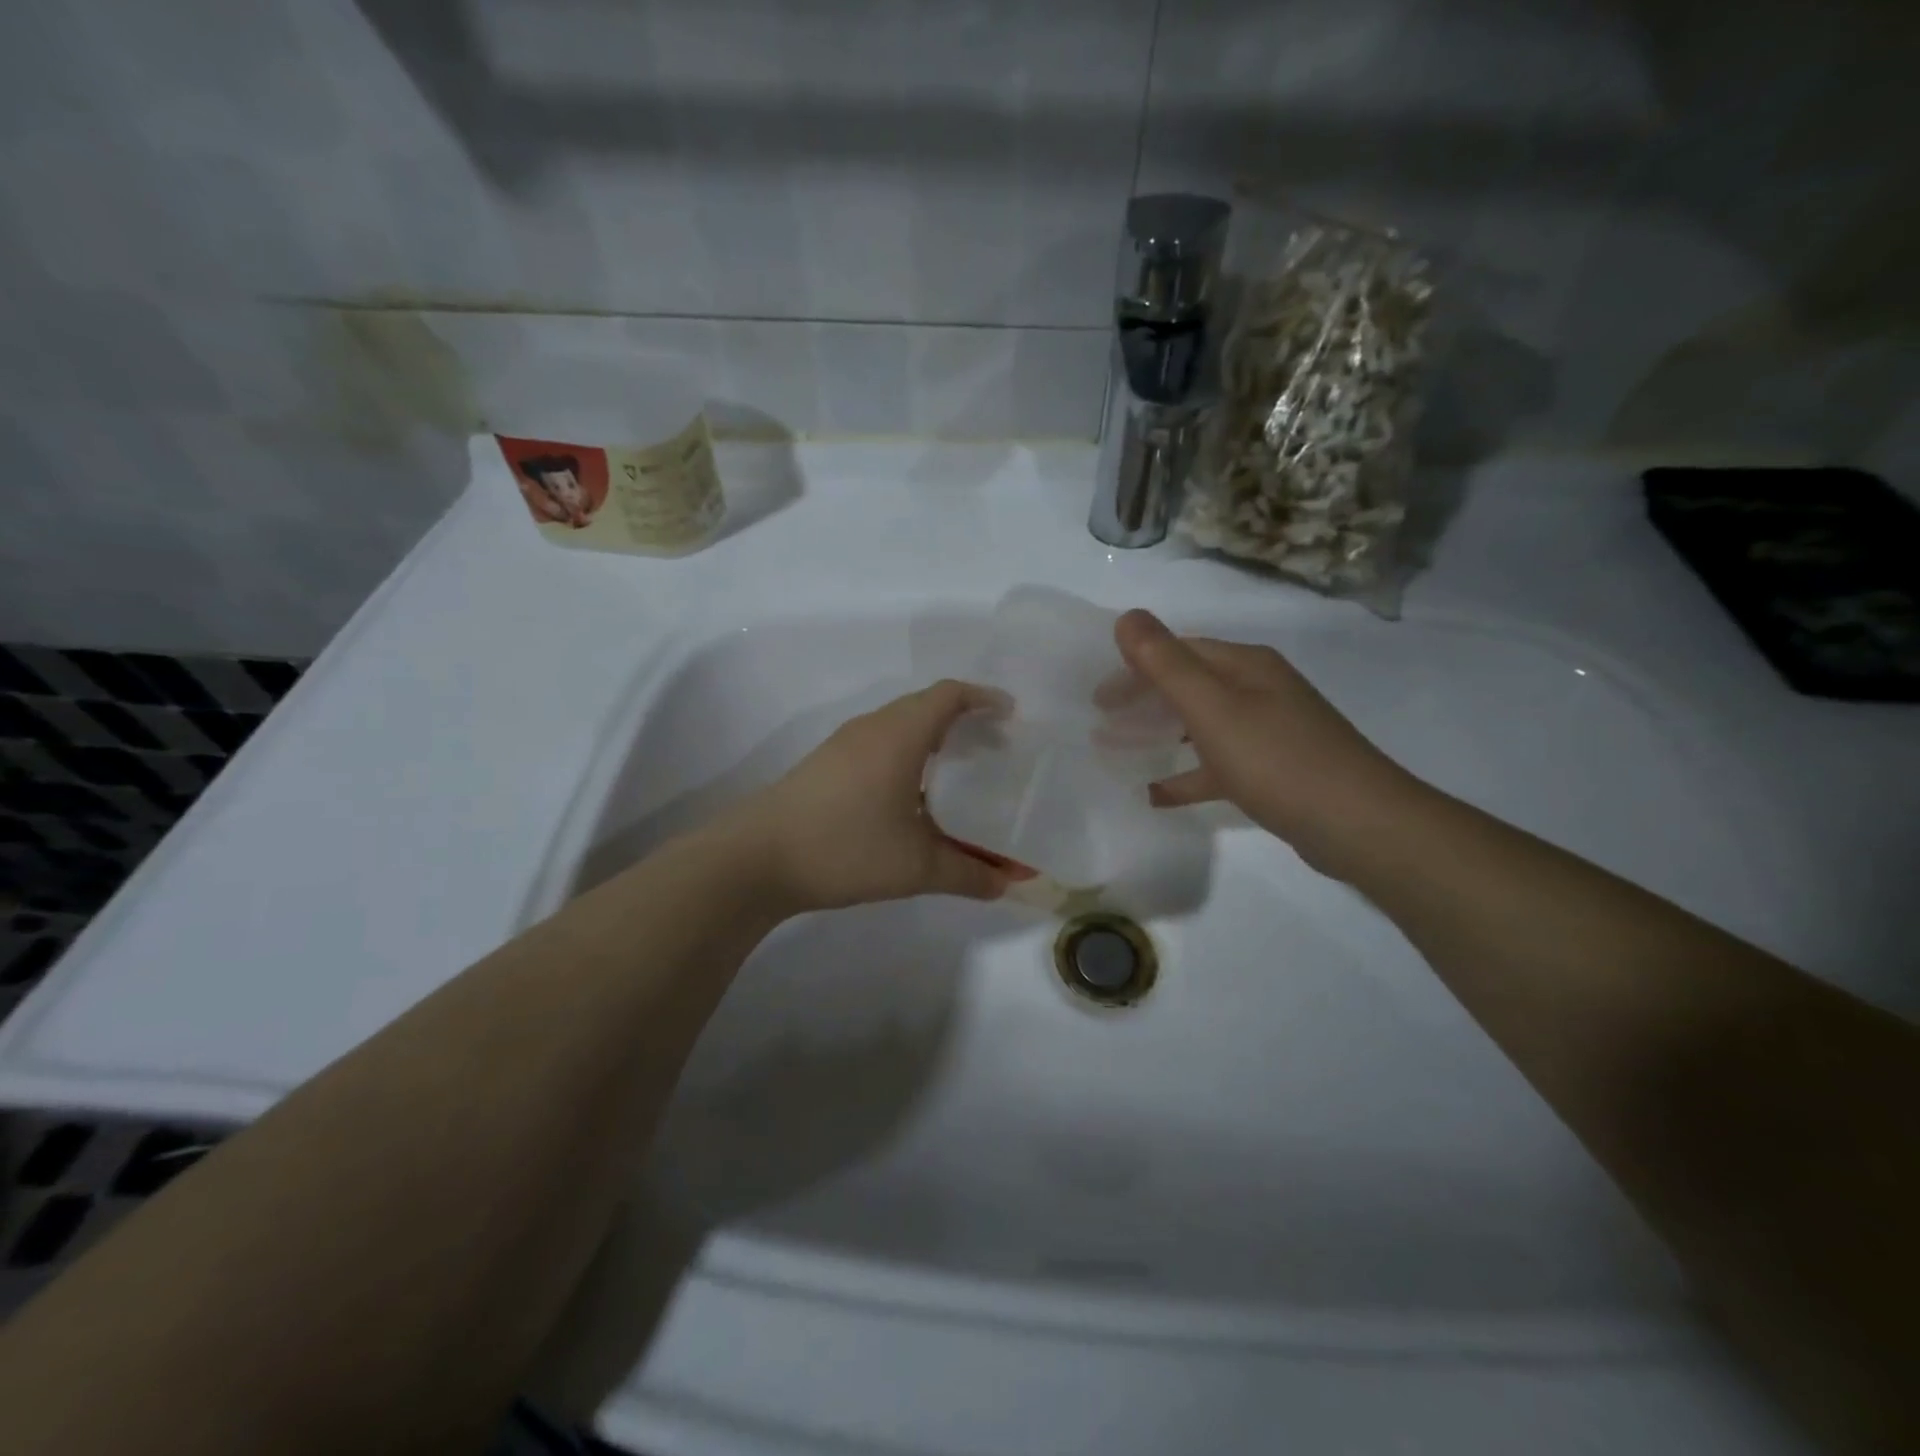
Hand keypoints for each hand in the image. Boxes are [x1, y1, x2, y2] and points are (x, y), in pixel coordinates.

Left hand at [726, 681, 1011, 911]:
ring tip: (960, 771)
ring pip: (899, 726)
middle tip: (994, 749)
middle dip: (964, 720)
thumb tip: (1009, 885)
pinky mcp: (826, 765)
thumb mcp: (916, 866)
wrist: (755, 859)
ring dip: (933, 739)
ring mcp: (843, 745)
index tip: (1011, 715)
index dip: (983, 697)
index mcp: (899, 734)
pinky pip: (879, 744)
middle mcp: (872, 728)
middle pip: (925, 706)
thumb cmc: (845, 848)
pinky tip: (913, 796)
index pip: (949, 695)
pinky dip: (907, 755)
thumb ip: (969, 873)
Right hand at [1114, 609, 1416, 876]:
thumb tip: (1126, 616)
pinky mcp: (1273, 771)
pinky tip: (1155, 794)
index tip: (1097, 697)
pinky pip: (1216, 766)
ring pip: (1200, 724)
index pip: (1179, 651)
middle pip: (1189, 684)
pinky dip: (1185, 774)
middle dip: (1143, 699)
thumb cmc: (1277, 759)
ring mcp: (1269, 731)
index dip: (1134, 667)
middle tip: (1101, 721)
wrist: (1358, 824)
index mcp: (1246, 666)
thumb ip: (1166, 663)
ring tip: (1117, 749)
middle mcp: (1259, 690)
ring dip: (1159, 733)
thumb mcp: (1212, 707)